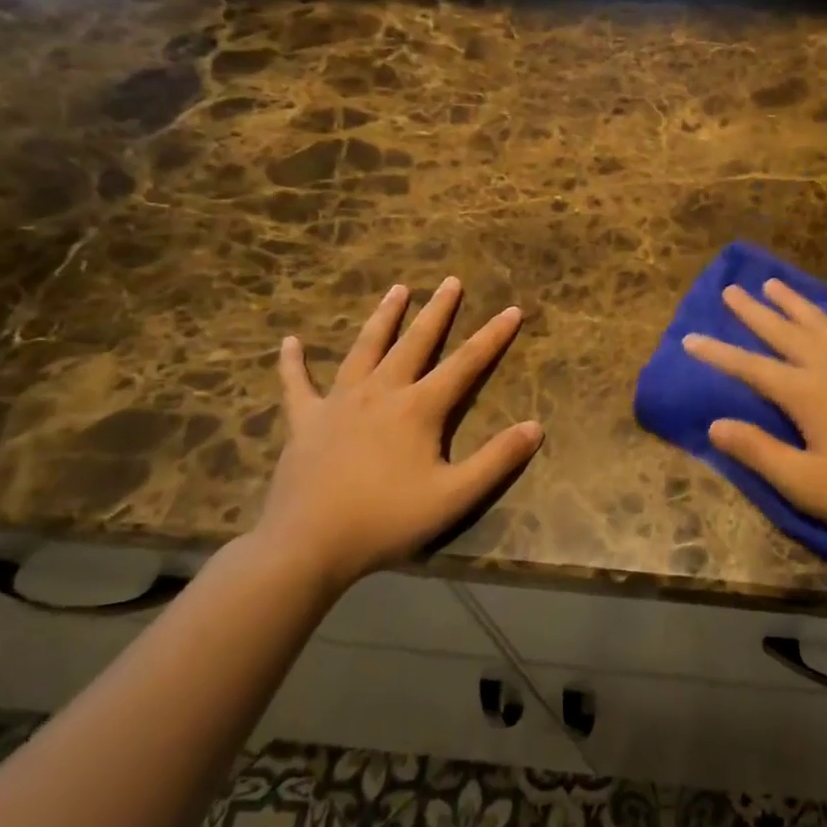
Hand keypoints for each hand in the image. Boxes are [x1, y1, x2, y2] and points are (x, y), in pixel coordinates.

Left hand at [257, 276, 543, 589]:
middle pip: (415, 343)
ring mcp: (338, 403)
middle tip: (451, 281)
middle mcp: (380, 392)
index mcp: (418, 408)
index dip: (492, 337)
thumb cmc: (386, 520)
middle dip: (437, 311)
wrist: (307, 545)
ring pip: (365, 349)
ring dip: (383, 317)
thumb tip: (536, 427)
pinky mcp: (305, 421)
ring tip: (398, 289)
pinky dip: (293, 363)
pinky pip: (297, 385)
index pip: (465, 364)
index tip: (512, 310)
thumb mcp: (454, 496)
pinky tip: (290, 342)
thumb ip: (497, 460)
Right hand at [683, 280, 826, 556]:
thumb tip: (715, 424)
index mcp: (808, 393)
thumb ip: (758, 450)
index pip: (752, 367)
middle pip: (787, 333)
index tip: (690, 338)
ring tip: (776, 285)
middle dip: (755, 313)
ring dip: (800, 304)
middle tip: (732, 290)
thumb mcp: (803, 483)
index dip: (719, 354)